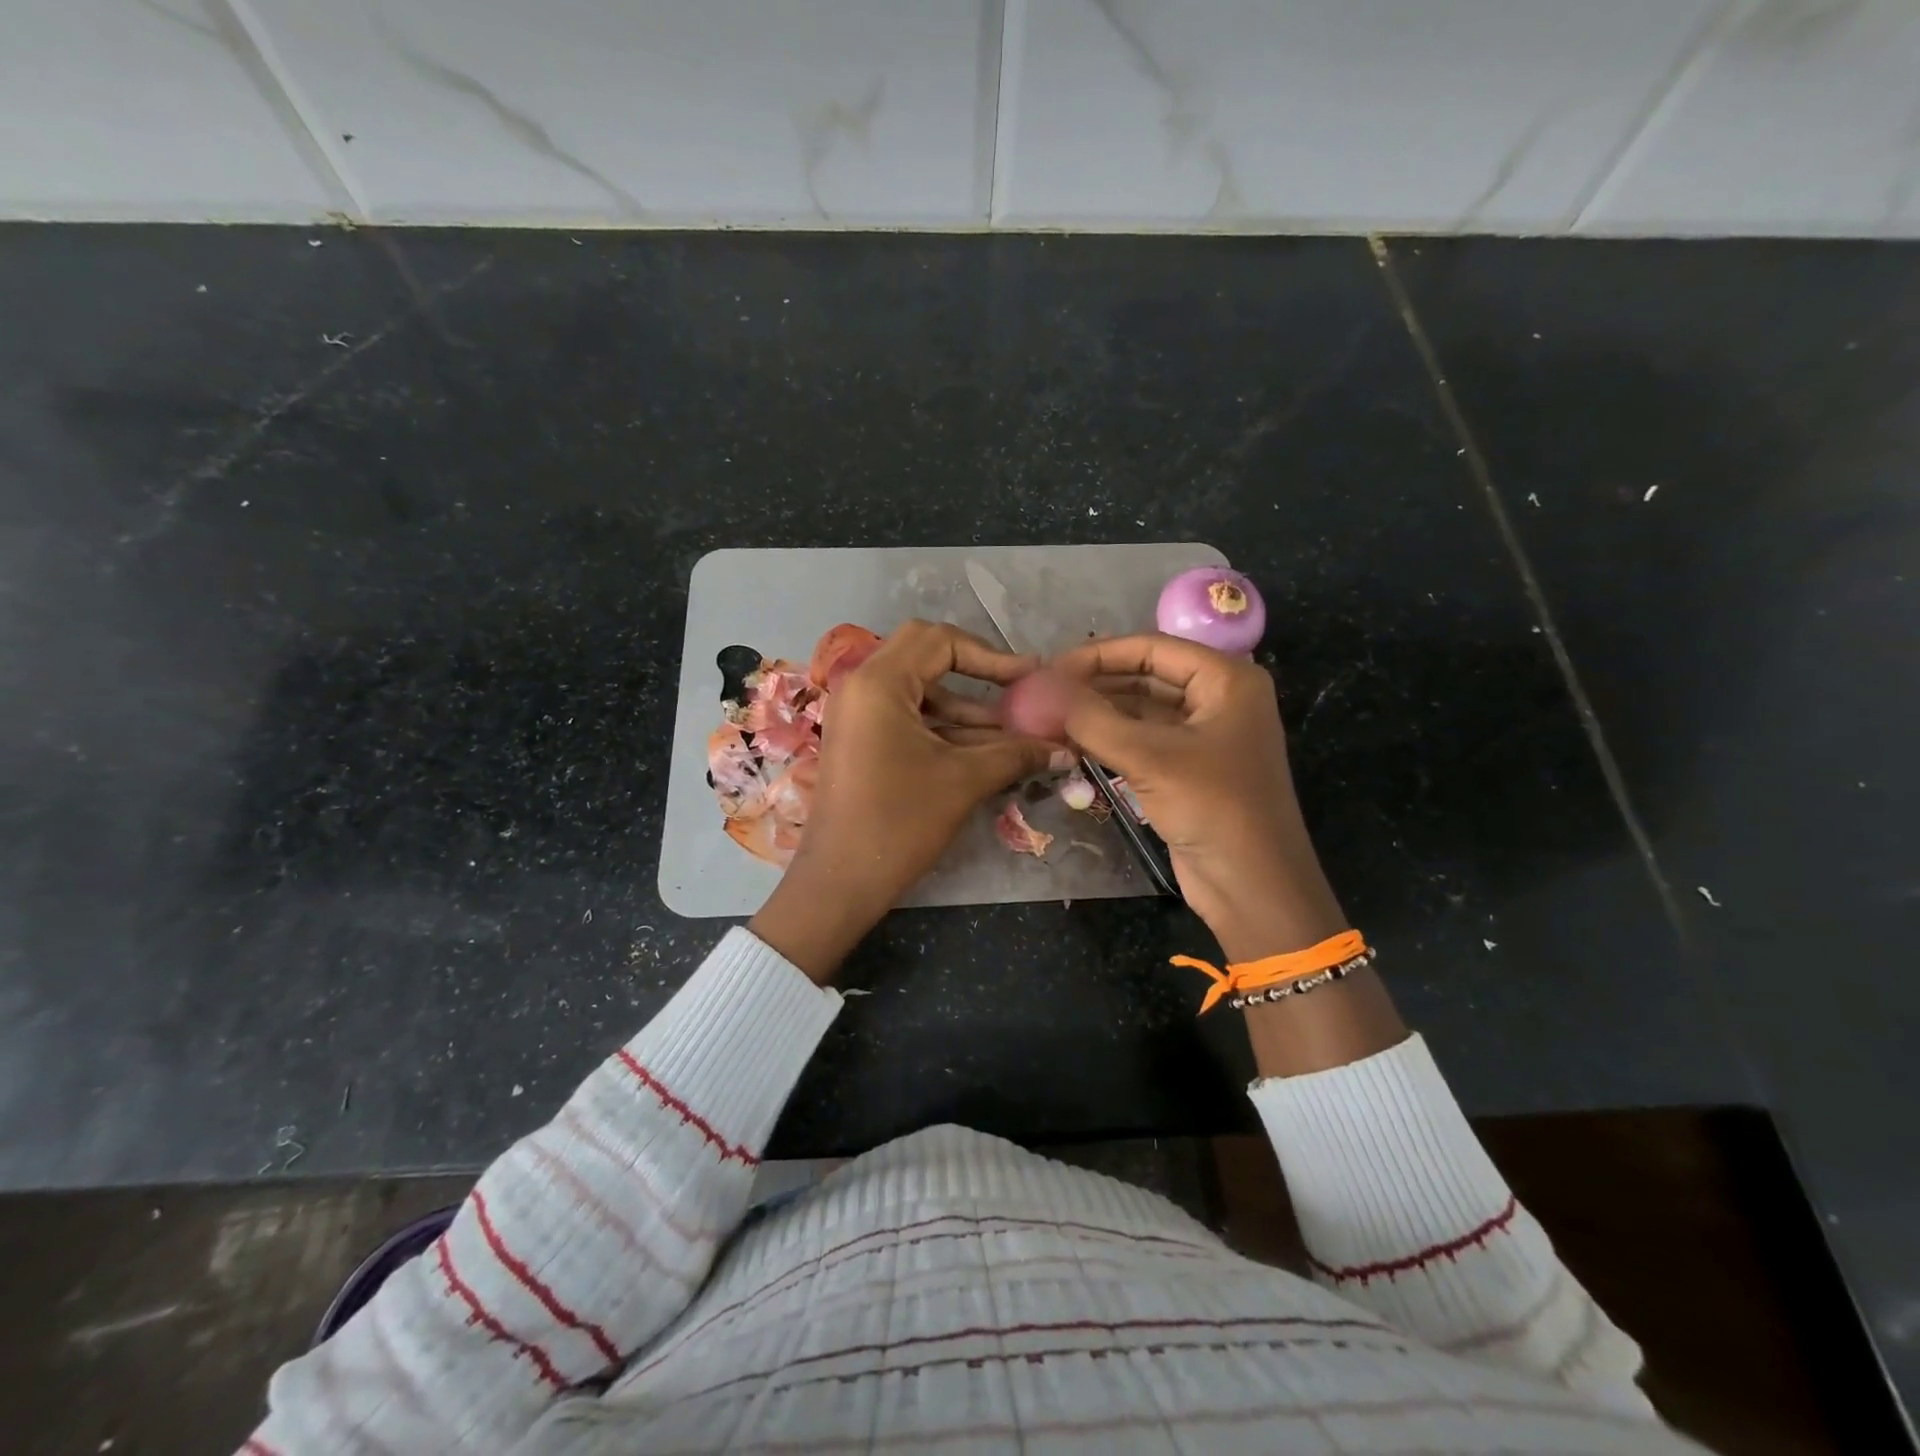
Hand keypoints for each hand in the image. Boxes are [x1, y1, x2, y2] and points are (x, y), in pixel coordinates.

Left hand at [750, 620, 1059, 980]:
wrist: (841, 882)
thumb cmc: (899, 823)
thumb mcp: (964, 781)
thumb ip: (1016, 754)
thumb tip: (1067, 748)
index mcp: (879, 682)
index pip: (941, 641)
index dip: (992, 656)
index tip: (1030, 678)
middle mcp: (862, 685)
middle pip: (927, 656)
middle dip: (977, 673)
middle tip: (1017, 690)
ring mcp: (858, 713)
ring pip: (921, 691)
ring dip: (967, 709)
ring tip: (1017, 732)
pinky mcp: (862, 739)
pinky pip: (909, 717)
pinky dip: (946, 728)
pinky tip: (987, 749)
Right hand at [1048, 633, 1345, 961]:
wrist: (1253, 886)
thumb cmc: (1213, 807)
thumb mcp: (1149, 757)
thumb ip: (1093, 719)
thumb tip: (1042, 691)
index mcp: (1226, 679)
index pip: (1152, 648)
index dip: (1099, 655)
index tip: (1050, 668)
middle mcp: (1218, 698)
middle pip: (1146, 676)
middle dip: (1096, 684)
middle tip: (1044, 694)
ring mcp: (1204, 735)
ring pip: (1141, 710)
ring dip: (1099, 713)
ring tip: (1049, 717)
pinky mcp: (1189, 768)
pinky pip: (1143, 740)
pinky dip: (1110, 740)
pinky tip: (1072, 743)